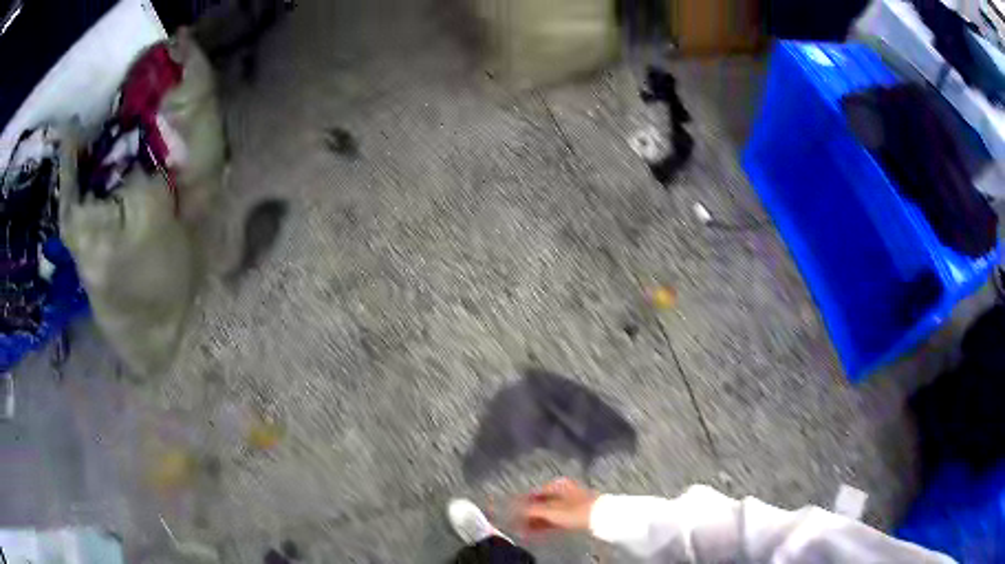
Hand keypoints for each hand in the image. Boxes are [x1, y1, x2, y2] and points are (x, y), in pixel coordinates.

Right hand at [517, 477, 598, 533]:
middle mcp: (562, 489)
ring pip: (547, 511)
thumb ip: (531, 510)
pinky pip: (555, 517)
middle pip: (539, 503)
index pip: (532, 494)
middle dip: (527, 516)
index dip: (520, 505)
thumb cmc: (576, 510)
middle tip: (517, 526)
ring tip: (524, 532)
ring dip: (535, 521)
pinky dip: (545, 524)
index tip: (510, 515)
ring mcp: (569, 501)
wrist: (601, 517)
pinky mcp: (575, 512)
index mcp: (556, 484)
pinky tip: (537, 531)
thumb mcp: (550, 511)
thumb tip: (514, 509)